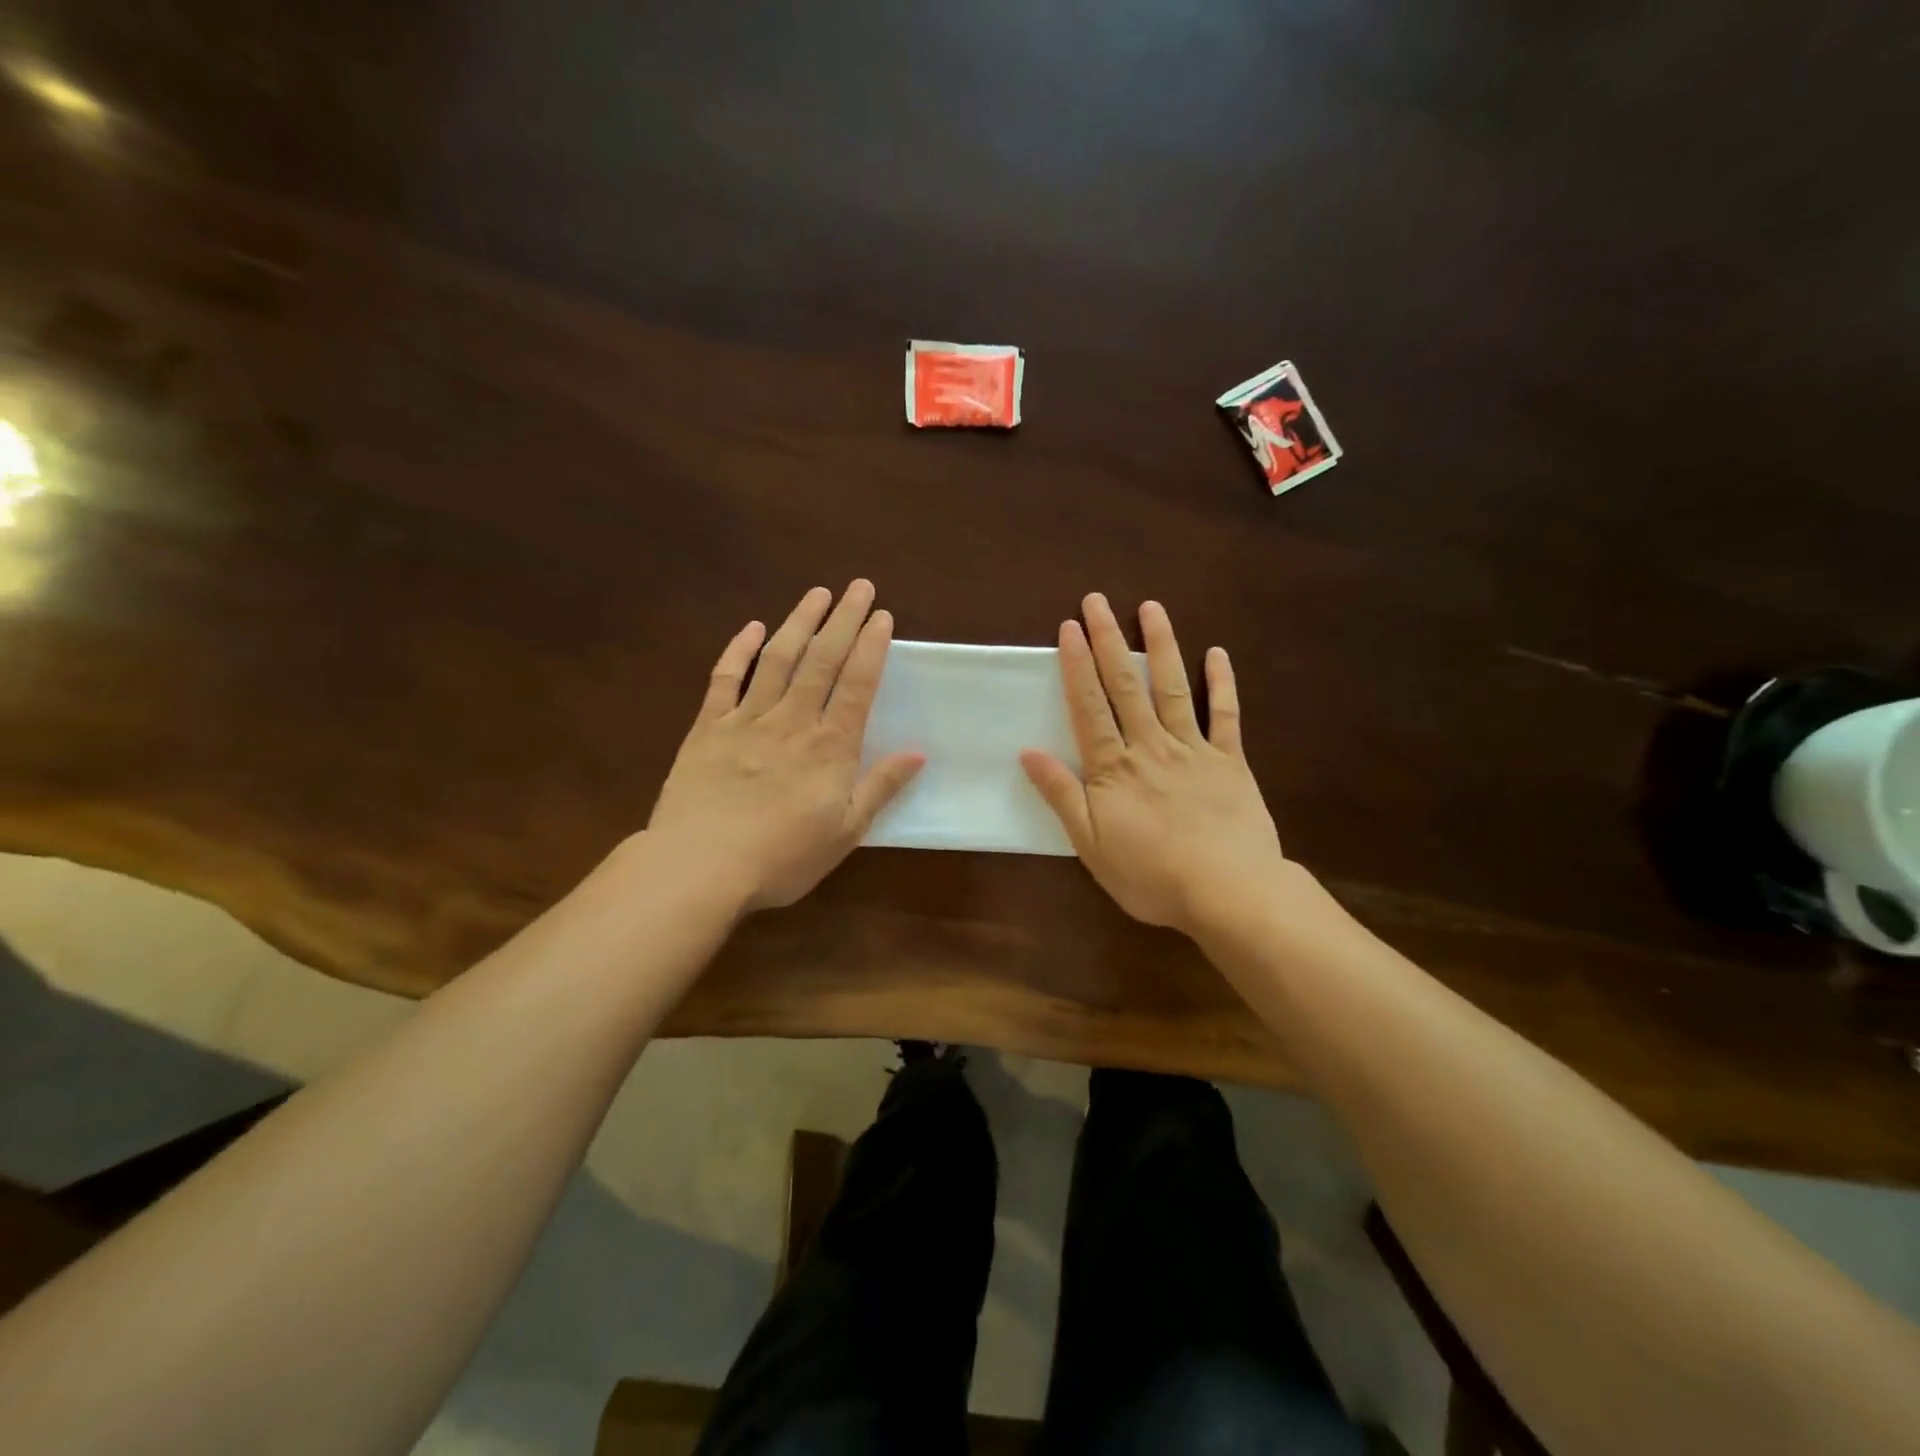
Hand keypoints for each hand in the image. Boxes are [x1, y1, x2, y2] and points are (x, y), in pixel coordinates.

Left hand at [647, 581, 923, 912]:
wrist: (700, 866)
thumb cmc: (781, 857)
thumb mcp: (846, 832)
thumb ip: (880, 788)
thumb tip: (918, 752)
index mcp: (830, 746)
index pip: (856, 684)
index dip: (871, 647)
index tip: (882, 616)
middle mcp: (792, 720)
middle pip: (822, 660)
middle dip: (843, 620)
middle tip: (859, 587)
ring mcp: (747, 719)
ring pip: (778, 659)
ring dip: (799, 622)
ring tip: (817, 593)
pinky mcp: (708, 727)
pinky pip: (725, 679)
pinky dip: (738, 650)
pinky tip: (752, 628)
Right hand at [1020, 594, 1288, 936]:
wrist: (1228, 891)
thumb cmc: (1151, 875)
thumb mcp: (1091, 844)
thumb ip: (1062, 795)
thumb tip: (1028, 753)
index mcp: (1113, 768)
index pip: (1089, 707)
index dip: (1077, 666)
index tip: (1069, 628)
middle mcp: (1150, 746)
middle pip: (1125, 686)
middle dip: (1109, 640)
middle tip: (1097, 601)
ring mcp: (1194, 749)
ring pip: (1172, 688)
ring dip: (1161, 646)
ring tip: (1151, 608)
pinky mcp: (1230, 761)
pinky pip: (1226, 715)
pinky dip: (1222, 683)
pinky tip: (1217, 654)